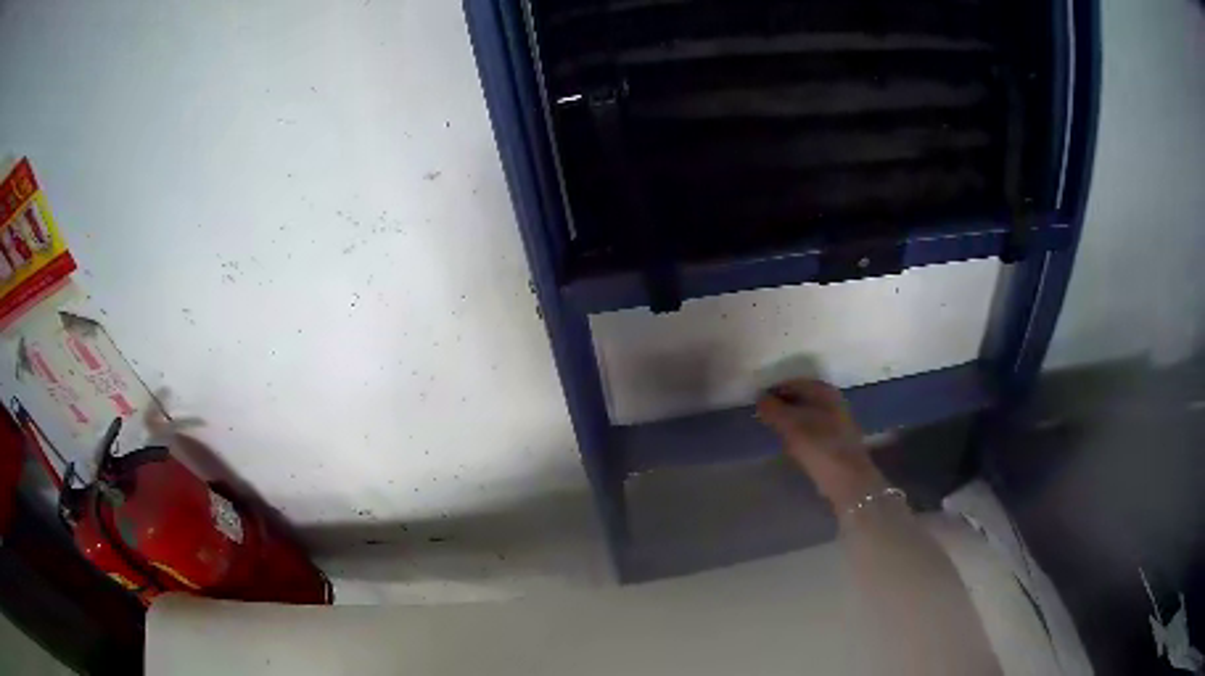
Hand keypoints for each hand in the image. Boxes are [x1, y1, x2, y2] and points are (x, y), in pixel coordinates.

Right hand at [756, 379, 886, 510]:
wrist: (847, 477)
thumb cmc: (819, 445)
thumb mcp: (790, 425)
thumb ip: (772, 409)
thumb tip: (760, 398)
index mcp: (823, 390)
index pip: (792, 383)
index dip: (773, 392)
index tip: (757, 405)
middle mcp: (832, 400)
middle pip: (801, 397)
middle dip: (782, 406)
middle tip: (763, 418)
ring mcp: (837, 419)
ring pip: (807, 413)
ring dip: (790, 420)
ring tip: (774, 431)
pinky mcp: (837, 438)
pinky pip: (813, 428)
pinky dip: (800, 432)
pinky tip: (791, 444)